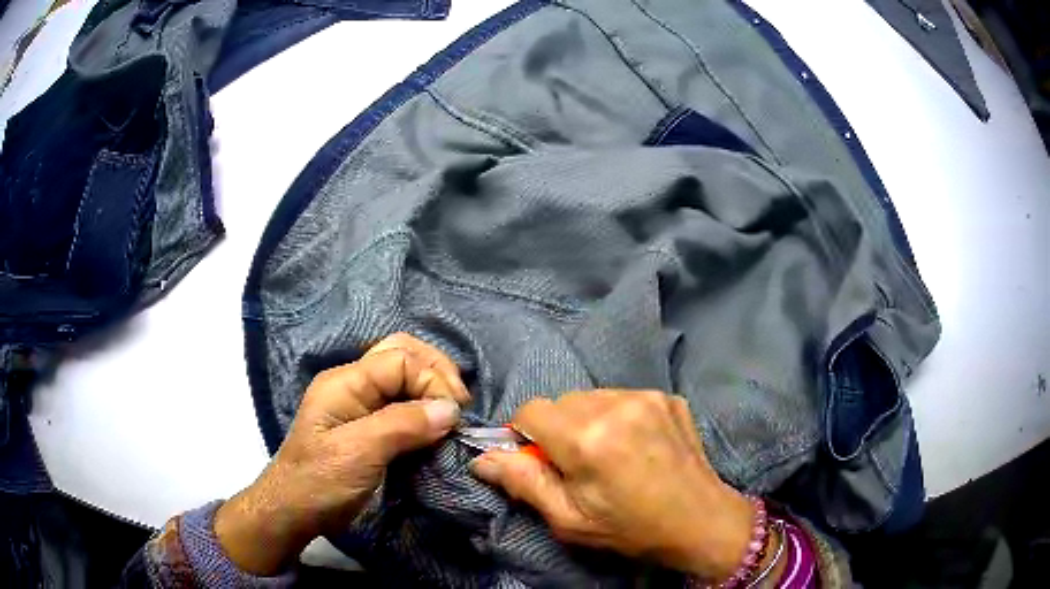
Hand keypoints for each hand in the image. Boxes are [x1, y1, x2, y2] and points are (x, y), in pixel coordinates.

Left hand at [215, 333, 469, 574]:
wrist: (294, 511)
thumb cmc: (319, 482)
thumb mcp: (358, 453)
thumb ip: (402, 426)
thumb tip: (450, 409)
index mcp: (345, 382)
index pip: (400, 359)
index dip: (432, 381)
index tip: (453, 417)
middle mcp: (354, 384)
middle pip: (403, 353)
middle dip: (437, 373)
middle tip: (460, 406)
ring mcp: (361, 404)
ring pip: (405, 376)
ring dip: (433, 389)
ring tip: (454, 414)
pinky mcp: (369, 425)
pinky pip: (403, 403)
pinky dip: (426, 409)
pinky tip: (438, 425)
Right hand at [470, 390, 756, 581]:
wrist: (700, 521)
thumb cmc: (630, 528)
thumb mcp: (569, 520)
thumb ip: (523, 483)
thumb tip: (481, 458)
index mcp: (586, 439)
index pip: (531, 410)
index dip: (526, 435)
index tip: (540, 460)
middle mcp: (615, 405)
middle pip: (562, 401)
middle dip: (558, 429)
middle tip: (578, 464)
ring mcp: (646, 396)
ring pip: (592, 397)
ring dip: (588, 420)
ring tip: (609, 453)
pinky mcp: (667, 396)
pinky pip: (623, 397)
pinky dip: (617, 416)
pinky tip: (635, 444)